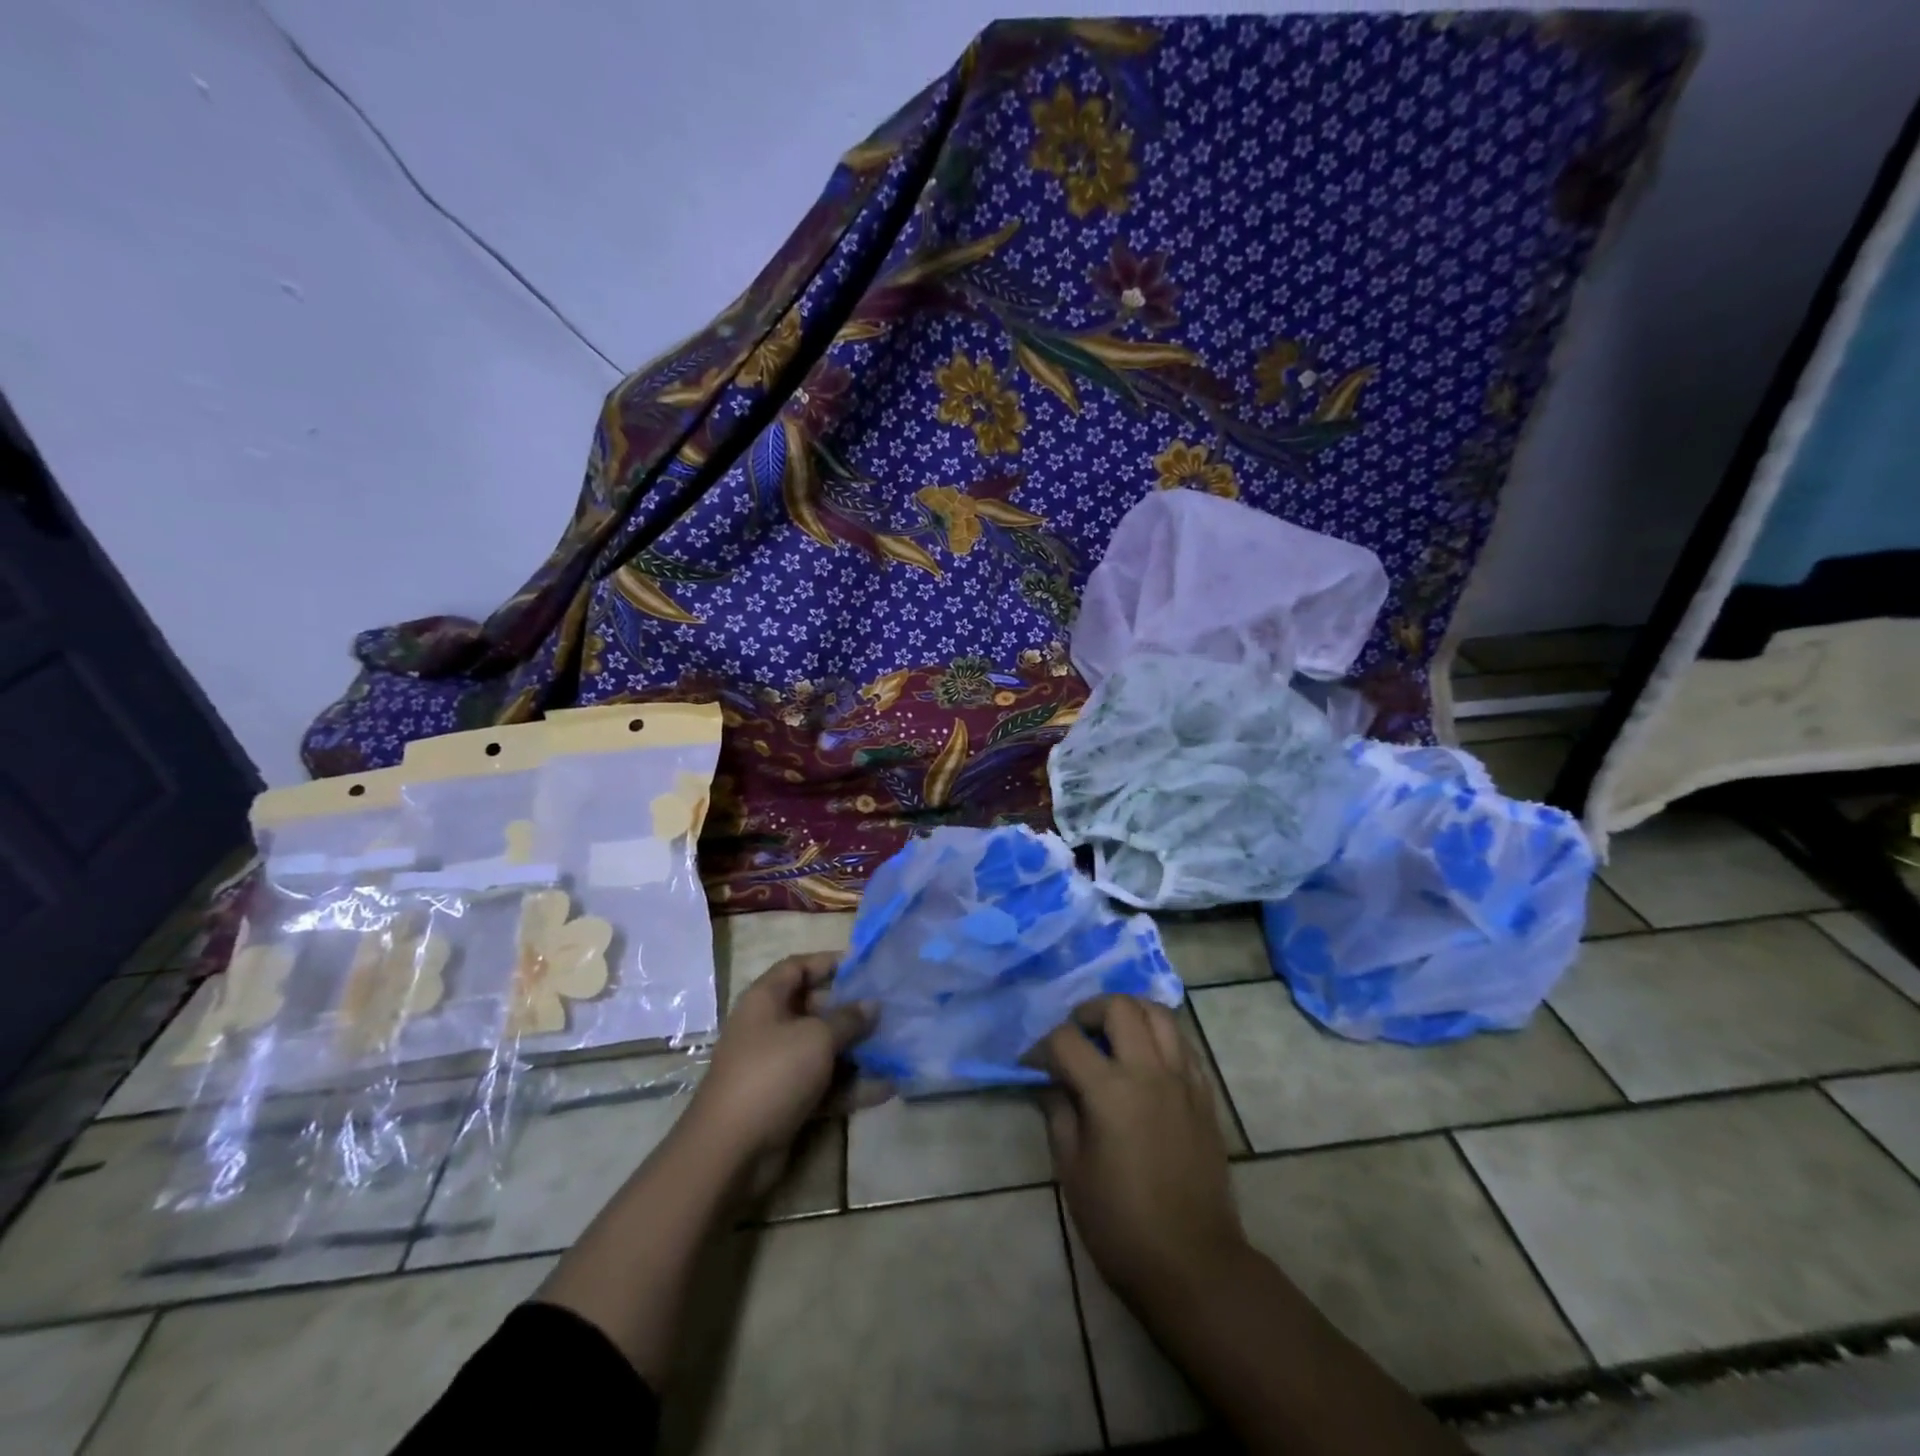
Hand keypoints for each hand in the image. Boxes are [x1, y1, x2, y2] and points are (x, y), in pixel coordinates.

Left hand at [686, 953, 876, 1163]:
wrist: (730, 1150)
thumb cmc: (773, 1073)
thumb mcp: (817, 1038)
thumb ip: (848, 1019)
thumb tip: (871, 1004)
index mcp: (766, 1000)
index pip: (797, 967)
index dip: (828, 962)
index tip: (864, 966)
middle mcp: (770, 1028)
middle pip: (814, 1008)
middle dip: (851, 1010)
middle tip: (887, 1009)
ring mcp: (778, 1066)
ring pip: (823, 1050)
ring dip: (856, 1051)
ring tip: (896, 1048)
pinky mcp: (787, 1100)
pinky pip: (824, 1085)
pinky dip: (851, 1086)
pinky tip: (886, 1088)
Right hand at [1039, 996, 1247, 1304]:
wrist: (1192, 1263)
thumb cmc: (1120, 1224)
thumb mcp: (1072, 1170)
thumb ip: (1059, 1113)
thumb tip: (1049, 1082)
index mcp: (1110, 1091)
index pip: (1067, 1039)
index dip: (1042, 1046)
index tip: (1032, 1064)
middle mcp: (1149, 1072)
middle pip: (1119, 1007)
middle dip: (1088, 1012)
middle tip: (1076, 1035)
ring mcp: (1183, 1079)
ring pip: (1158, 1013)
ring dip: (1130, 1013)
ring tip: (1113, 1035)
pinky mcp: (1205, 1094)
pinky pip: (1183, 1043)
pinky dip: (1160, 1036)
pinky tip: (1146, 1059)